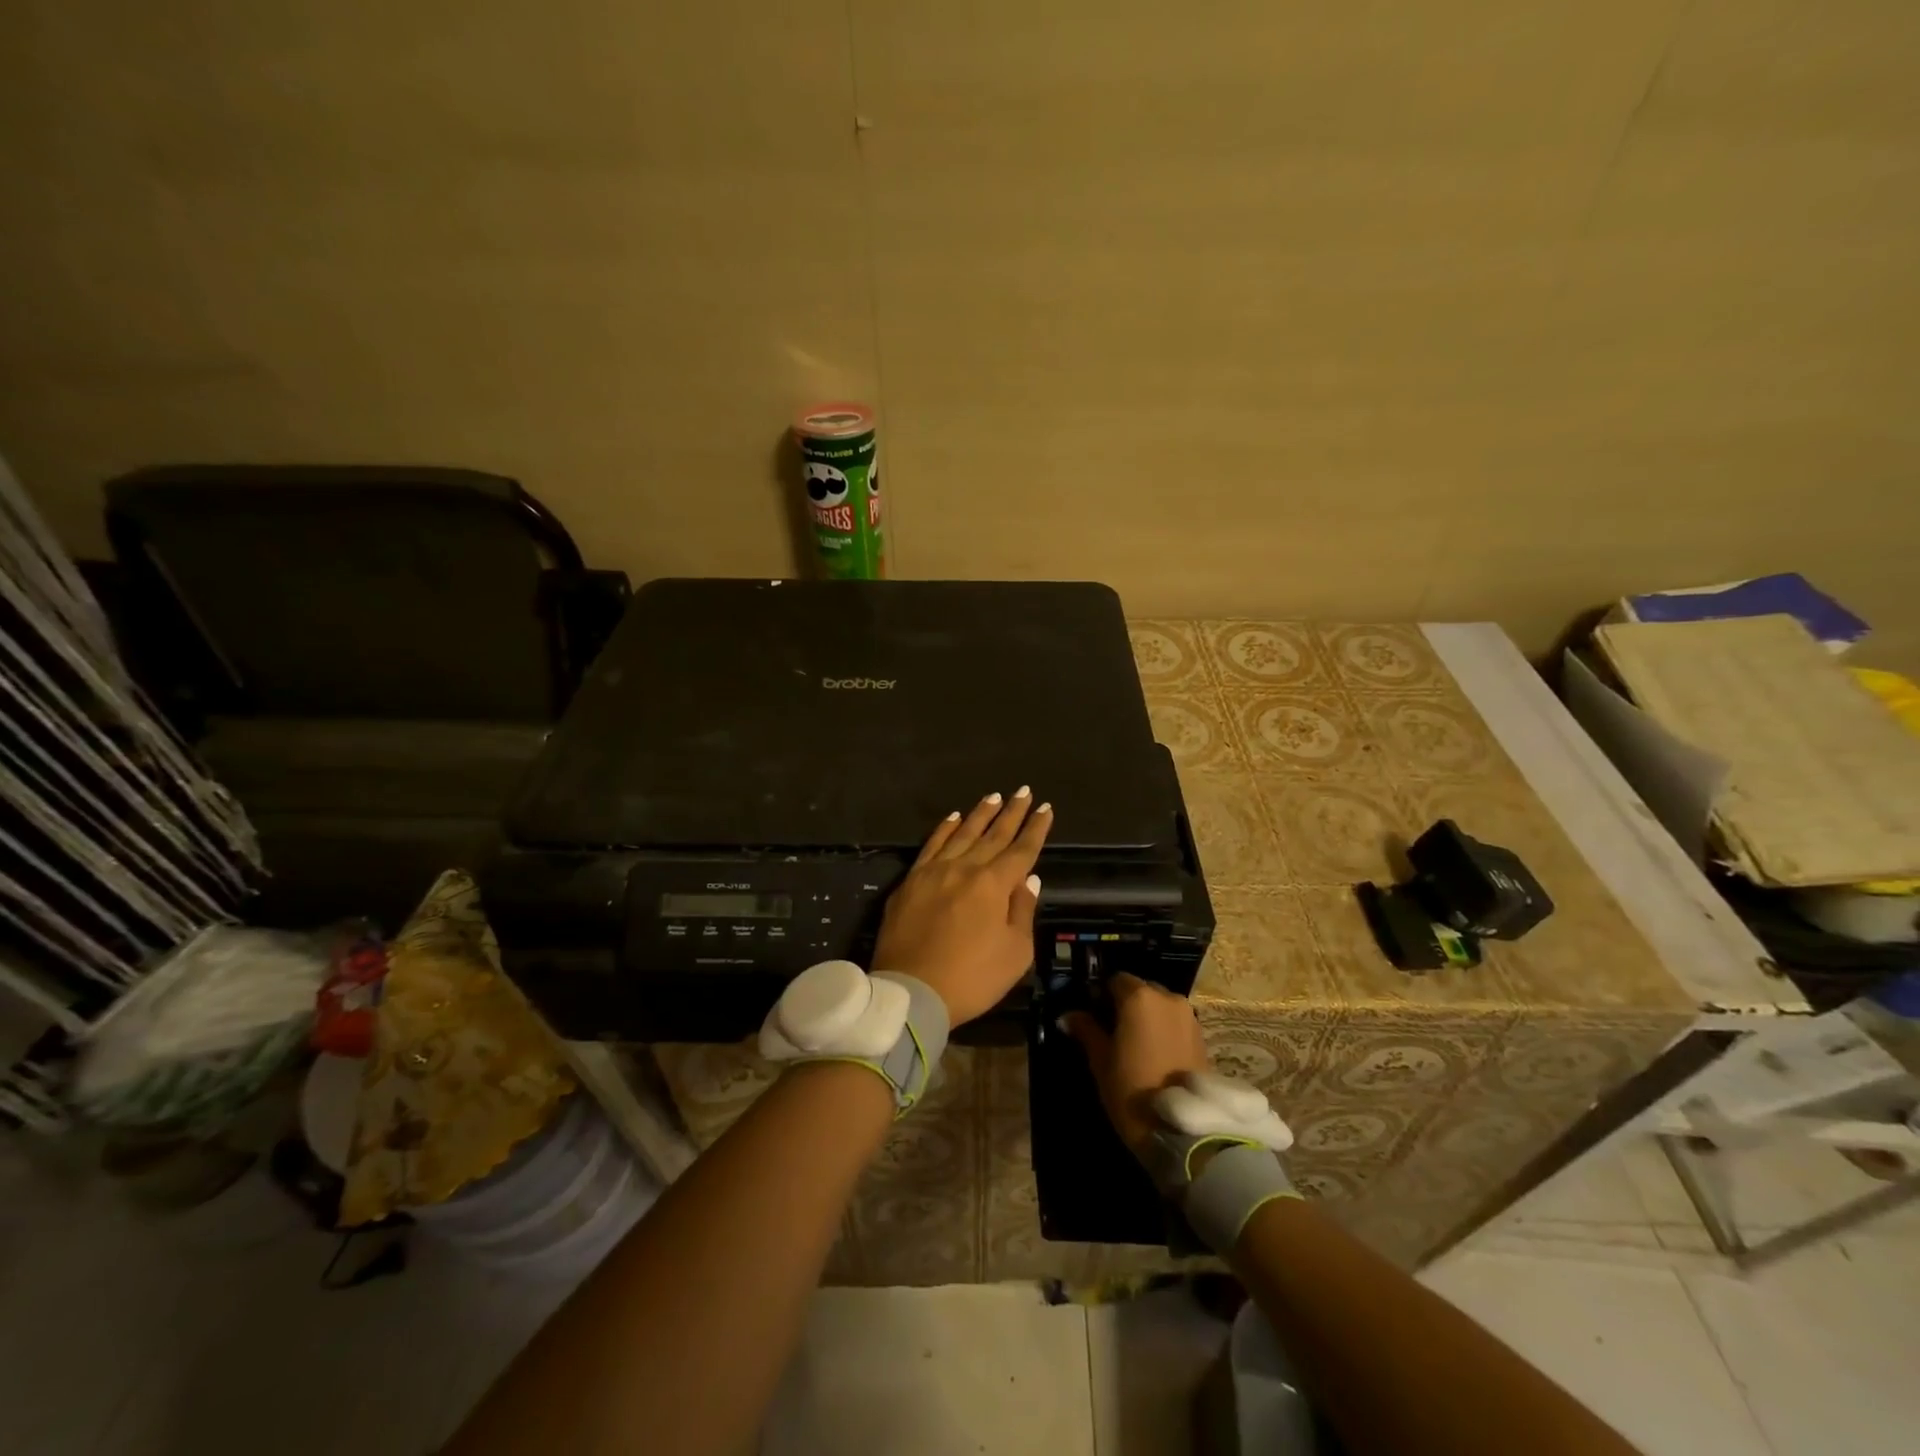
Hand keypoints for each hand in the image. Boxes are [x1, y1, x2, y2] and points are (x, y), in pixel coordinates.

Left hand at [872, 788, 1052, 1025]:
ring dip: (980, 814)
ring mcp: (934, 871)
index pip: (1021, 850)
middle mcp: (965, 868)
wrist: (910, 991)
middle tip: (1024, 791)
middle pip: (993, 834)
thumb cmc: (971, 978)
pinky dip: (944, 829)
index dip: (1035, 829)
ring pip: (962, 833)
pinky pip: (931, 845)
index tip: (1045, 808)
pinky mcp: (911, 881)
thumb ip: (1022, 911)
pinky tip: (953, 817)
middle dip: (1012, 812)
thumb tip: (1029, 878)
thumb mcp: (1014, 953)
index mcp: (994, 884)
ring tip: (994, 797)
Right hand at [1063, 973, 1209, 1158]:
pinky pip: (1175, 1022)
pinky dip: (1163, 1029)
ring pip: (1159, 1005)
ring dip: (1146, 1017)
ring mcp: (1188, 1016)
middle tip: (1111, 1030)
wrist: (1181, 1129)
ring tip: (1133, 1044)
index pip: (1114, 980)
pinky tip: (1153, 1054)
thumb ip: (1085, 1030)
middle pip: (1140, 989)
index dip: (1101, 994)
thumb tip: (1066, 1016)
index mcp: (1138, 997)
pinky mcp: (1202, 1036)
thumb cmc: (1131, 1089)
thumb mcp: (1100, 1059)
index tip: (1092, 1015)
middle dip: (1125, 1004)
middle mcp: (1167, 997)